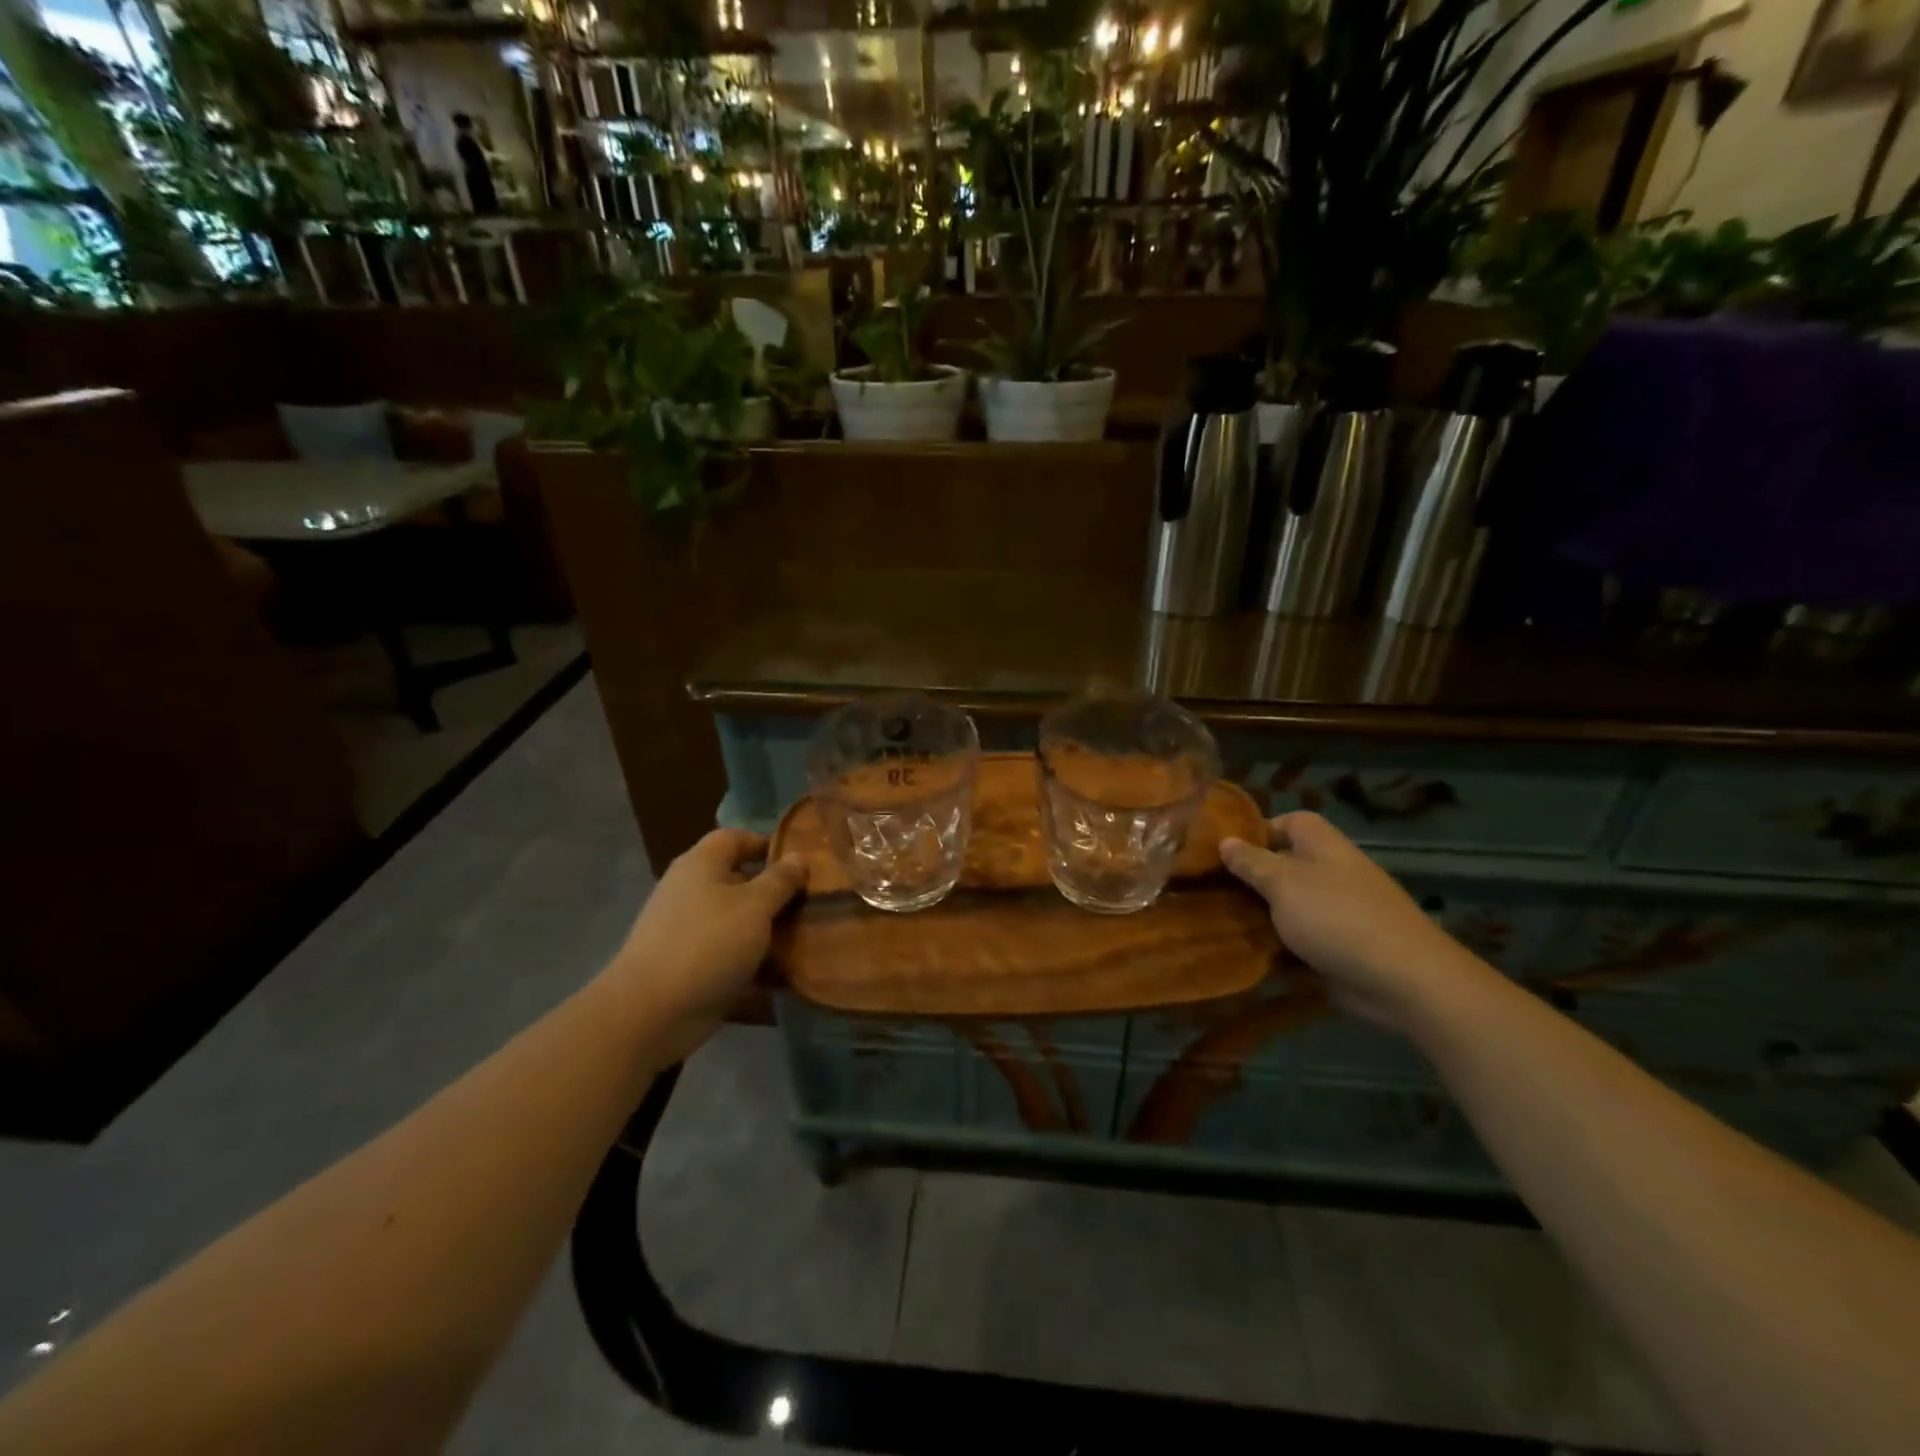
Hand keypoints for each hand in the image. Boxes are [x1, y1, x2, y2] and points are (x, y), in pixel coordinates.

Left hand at [606, 830, 805, 1052]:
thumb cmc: (708, 943)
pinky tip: (783, 974)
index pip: (735, 838)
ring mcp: (687, 930)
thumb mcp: (755, 906)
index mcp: (701, 865)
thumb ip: (780, 880)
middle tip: (812, 902)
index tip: (801, 862)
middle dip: (774, 892)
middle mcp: (690, 891)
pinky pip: (729, 955)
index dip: (767, 843)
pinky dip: (753, 962)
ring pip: (736, 921)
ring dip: (768, 930)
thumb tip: (798, 856)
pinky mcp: (689, 966)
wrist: (651, 1013)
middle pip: (738, 880)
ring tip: (806, 938)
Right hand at [1219, 812, 1480, 1030]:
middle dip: (1252, 877)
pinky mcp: (1341, 946)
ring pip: (1290, 904)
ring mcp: (1339, 911)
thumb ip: (1252, 863)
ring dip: (1262, 914)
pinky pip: (1302, 938)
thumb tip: (1225, 840)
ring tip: (1221, 921)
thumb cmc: (1337, 917)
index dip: (1259, 831)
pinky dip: (1279, 944)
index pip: (1289, 821)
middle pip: (1286, 864)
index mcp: (1323, 845)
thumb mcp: (1283, 883)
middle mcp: (1332, 872)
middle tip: (1212, 889)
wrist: (1403, 979)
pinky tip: (1249, 952)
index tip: (1226, 851)